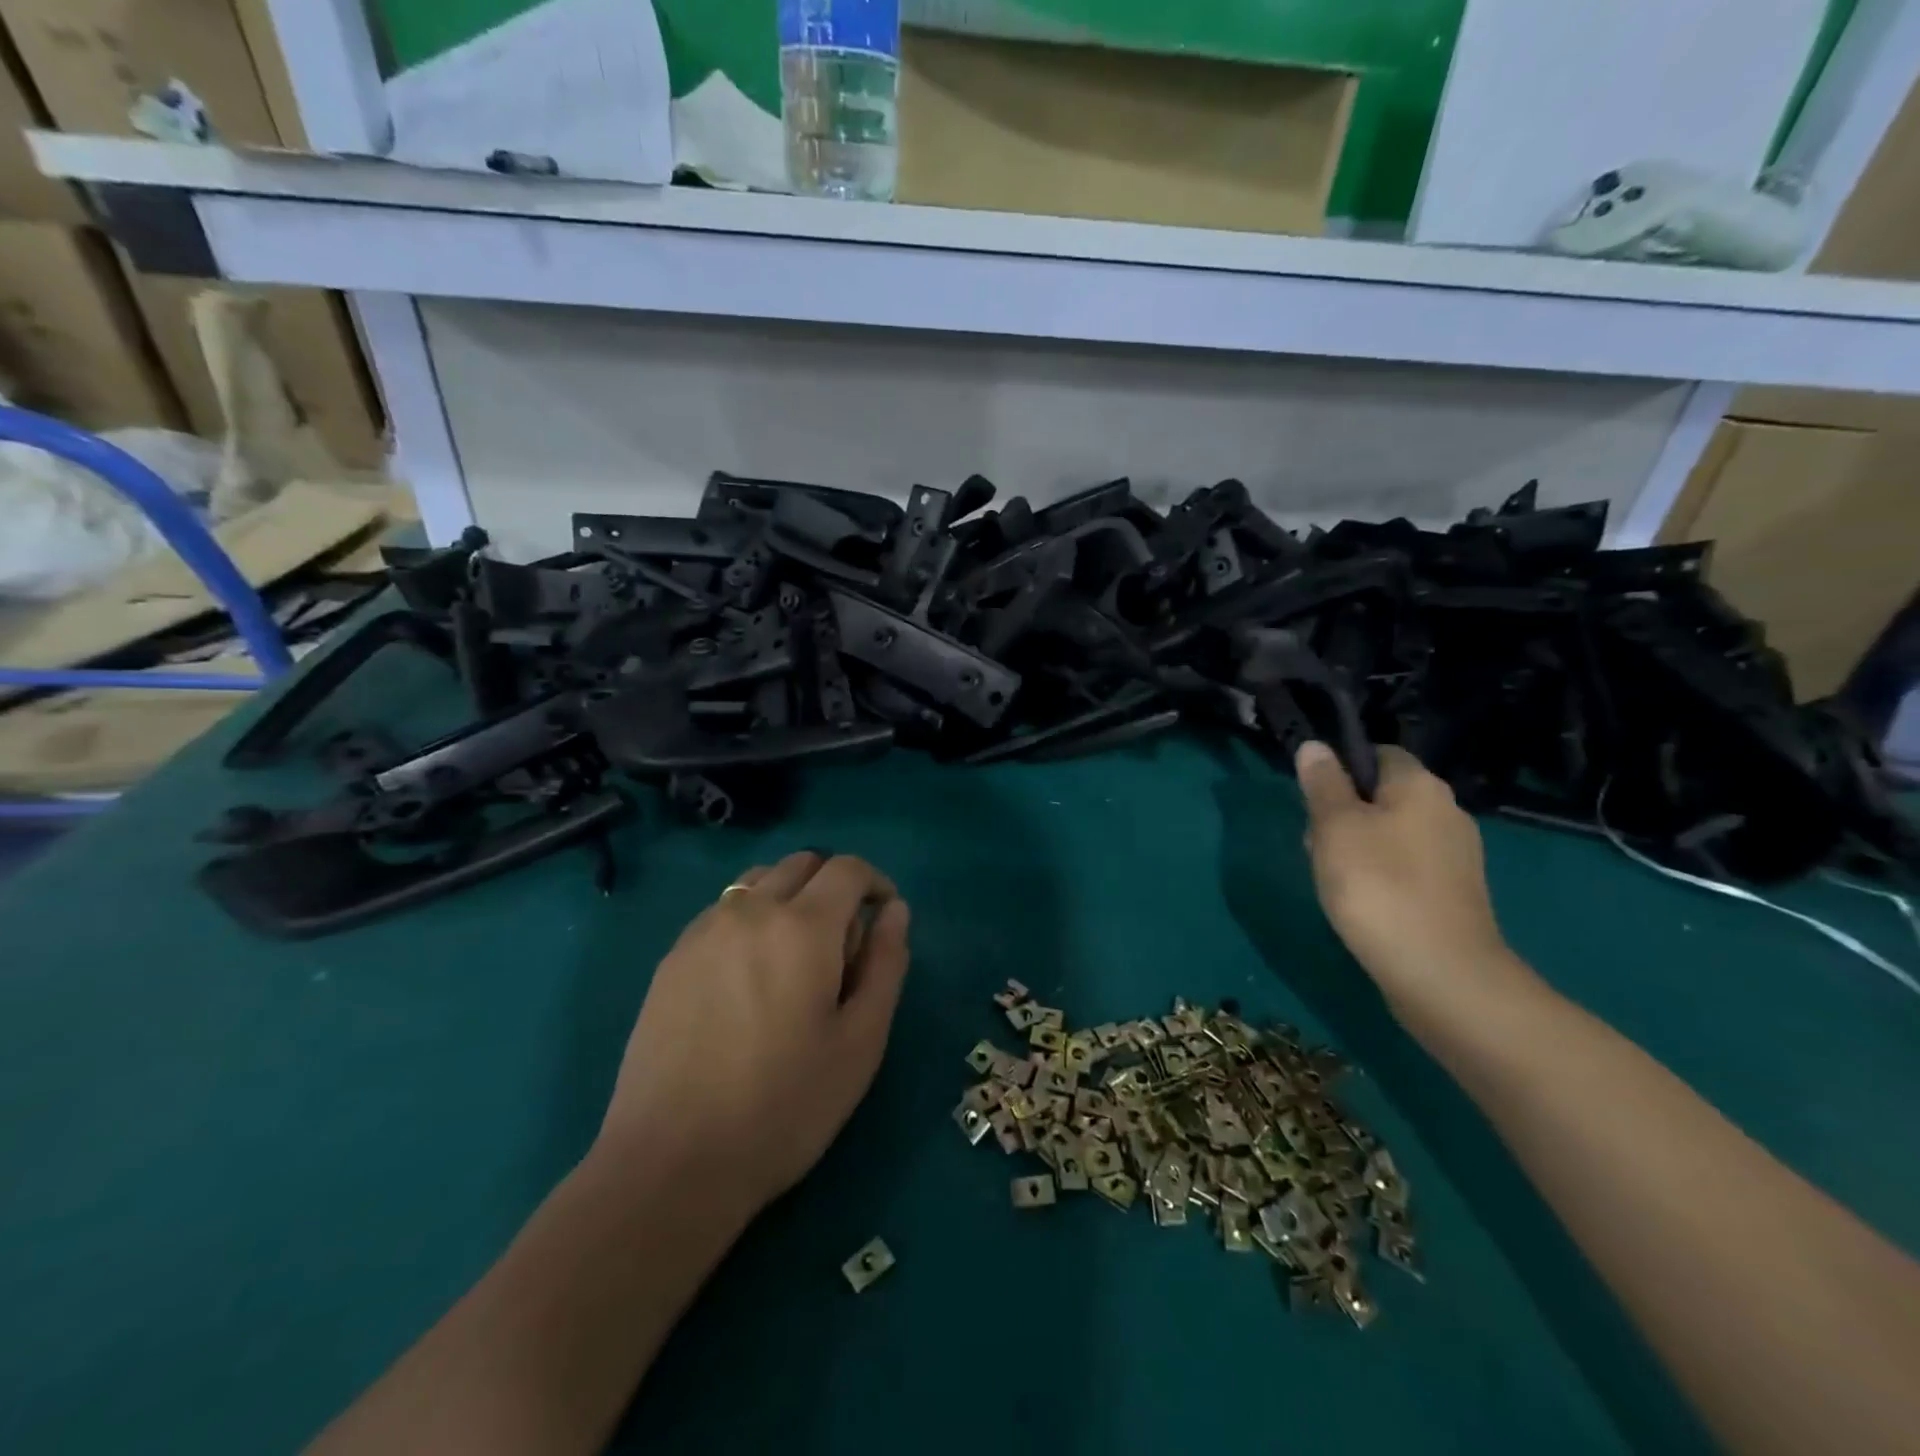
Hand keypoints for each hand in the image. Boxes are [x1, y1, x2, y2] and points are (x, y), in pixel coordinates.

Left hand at [596, 852, 910, 1217]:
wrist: (671, 1163)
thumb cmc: (784, 1106)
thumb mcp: (861, 1041)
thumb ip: (886, 963)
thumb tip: (894, 910)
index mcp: (802, 926)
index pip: (847, 868)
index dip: (875, 882)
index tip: (884, 918)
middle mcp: (750, 910)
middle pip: (802, 864)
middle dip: (833, 886)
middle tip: (843, 945)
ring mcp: (703, 931)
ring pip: (758, 881)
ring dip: (790, 897)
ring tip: (795, 958)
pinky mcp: (671, 958)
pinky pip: (722, 911)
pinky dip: (750, 918)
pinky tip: (748, 979)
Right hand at [1295, 742, 1531, 1019]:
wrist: (1441, 974)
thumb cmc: (1379, 886)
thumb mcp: (1335, 827)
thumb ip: (1323, 784)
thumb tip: (1316, 746)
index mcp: (1421, 787)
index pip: (1378, 754)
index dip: (1341, 768)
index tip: (1312, 798)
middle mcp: (1447, 812)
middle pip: (1382, 796)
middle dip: (1343, 813)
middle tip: (1315, 844)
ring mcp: (1455, 856)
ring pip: (1391, 834)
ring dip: (1357, 848)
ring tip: (1332, 879)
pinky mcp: (1453, 894)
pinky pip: (1406, 868)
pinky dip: (1380, 877)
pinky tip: (1361, 903)